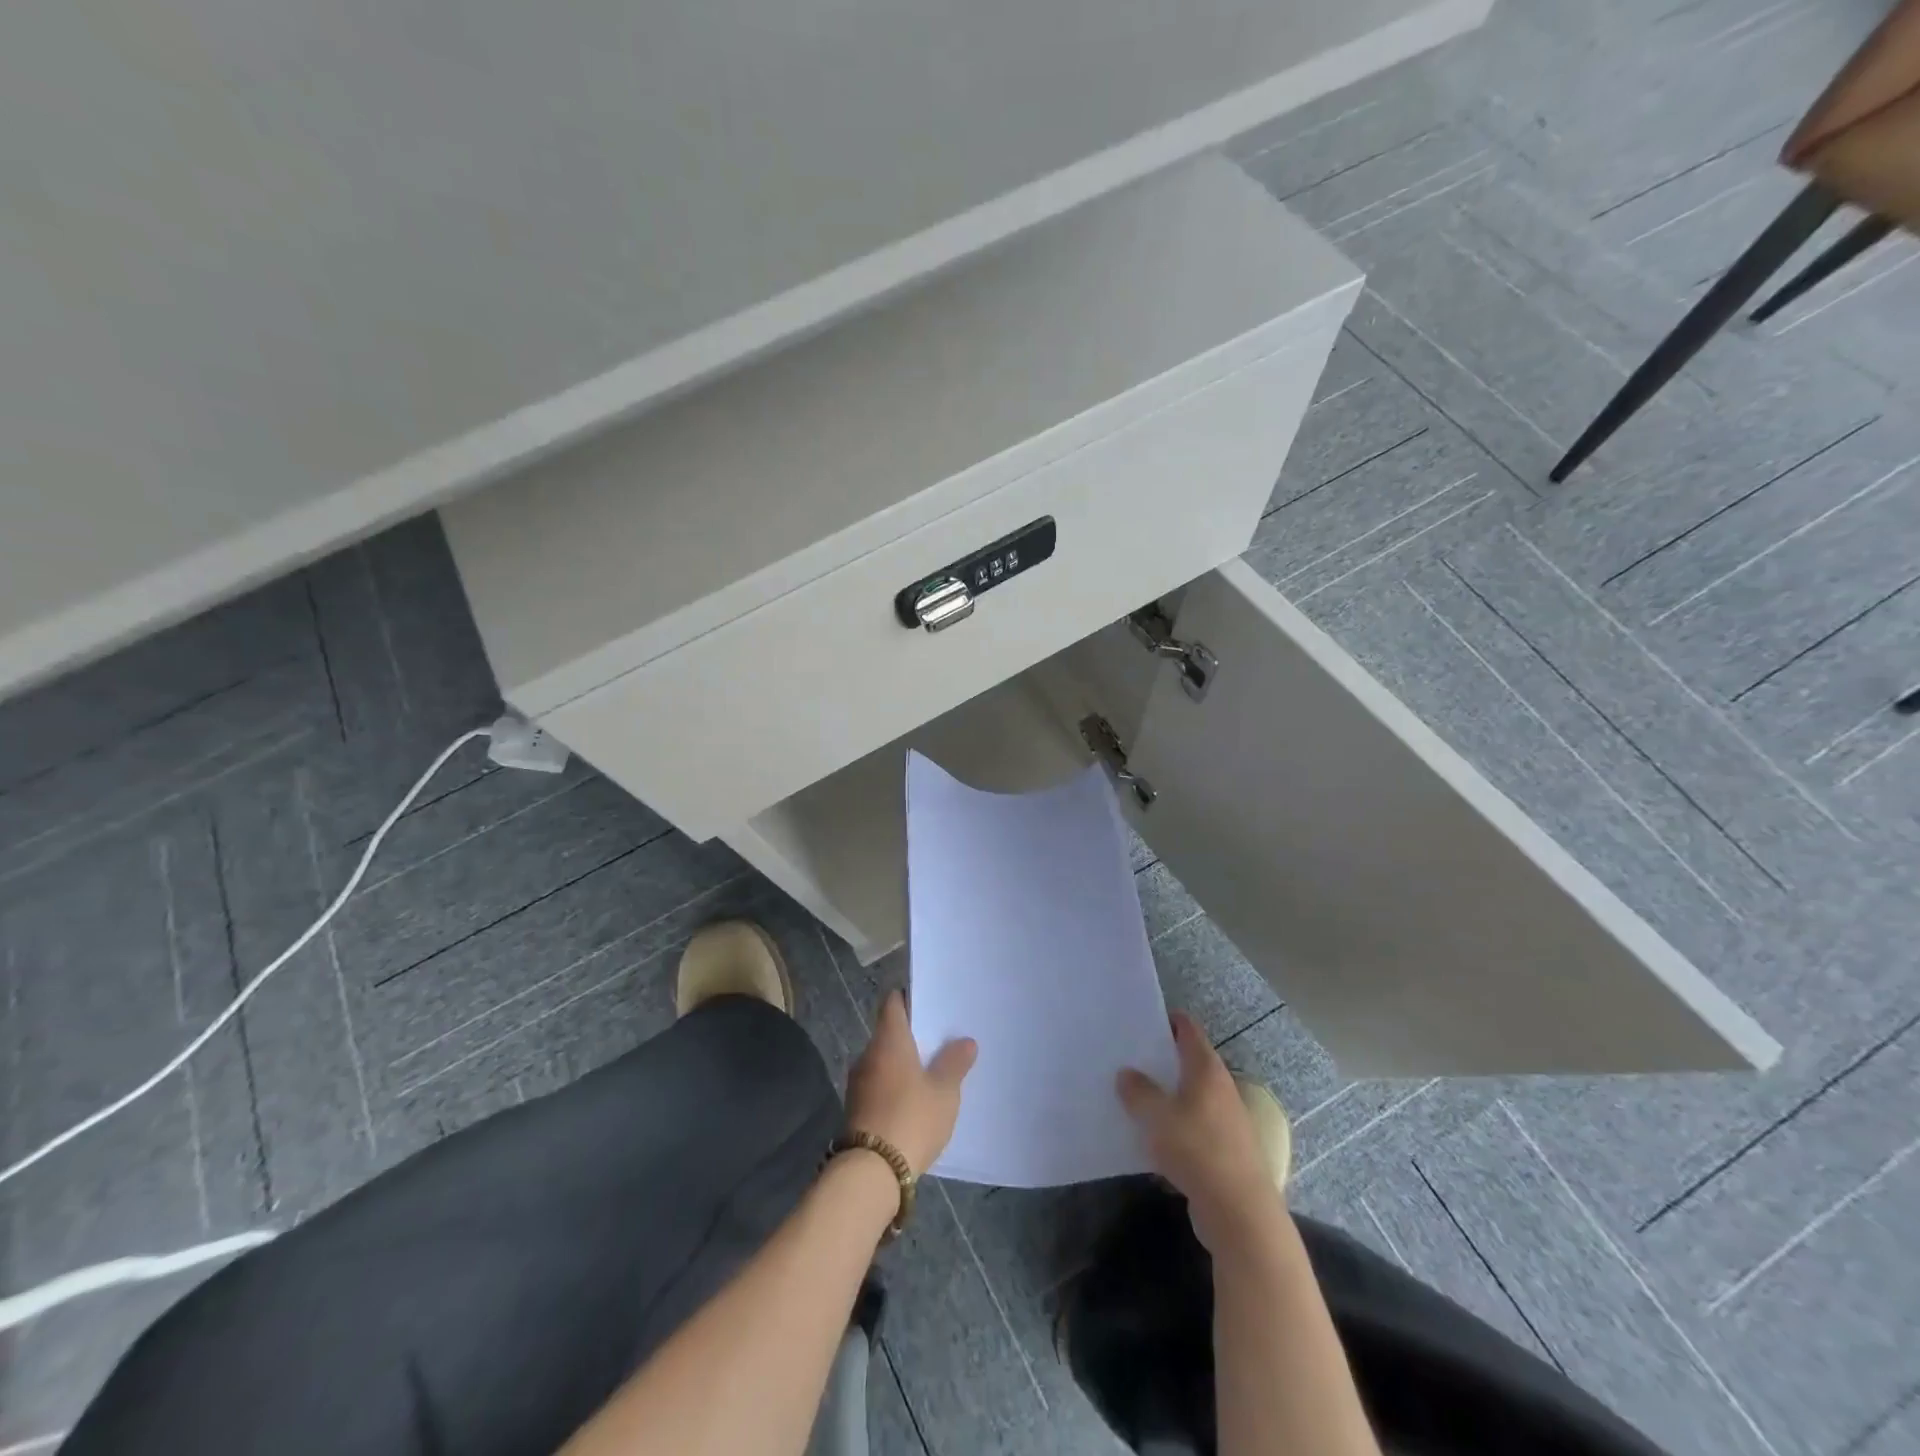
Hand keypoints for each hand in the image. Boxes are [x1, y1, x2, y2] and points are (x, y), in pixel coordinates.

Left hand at [846, 991, 976, 1175]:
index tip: (929, 1002)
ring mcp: (858, 1082)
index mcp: (889, 1040)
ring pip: (884, 1060)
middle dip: (911, 1035)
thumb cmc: (911, 1118)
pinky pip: (879, 1084)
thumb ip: (954, 1063)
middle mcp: (868, 1054)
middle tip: (940, 1040)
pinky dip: (895, 1085)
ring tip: (931, 1071)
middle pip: (889, 1032)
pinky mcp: (856, 1108)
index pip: (893, 1003)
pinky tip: (914, 1100)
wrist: (871, 1172)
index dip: (909, 998)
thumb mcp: (944, 1091)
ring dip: (903, 1063)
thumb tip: (965, 1042)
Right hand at [1118, 1010, 1283, 1253]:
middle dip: (1160, 1059)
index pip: (1188, 1029)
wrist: (1240, 1214)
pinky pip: (1192, 1127)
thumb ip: (1139, 1091)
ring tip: (1132, 1096)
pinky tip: (1149, 1139)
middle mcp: (1220, 1089)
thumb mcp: (1157, 1116)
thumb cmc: (1197, 1150)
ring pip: (1189, 1097)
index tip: (1139, 1020)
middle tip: (1126, 1057)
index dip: (1166, 1020)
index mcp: (1207, 1069)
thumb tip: (1127, 1073)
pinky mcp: (1223, 1152)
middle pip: (1188, 1062)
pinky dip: (1173, 1126)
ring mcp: (1225, 1121)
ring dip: (1165, 1095)